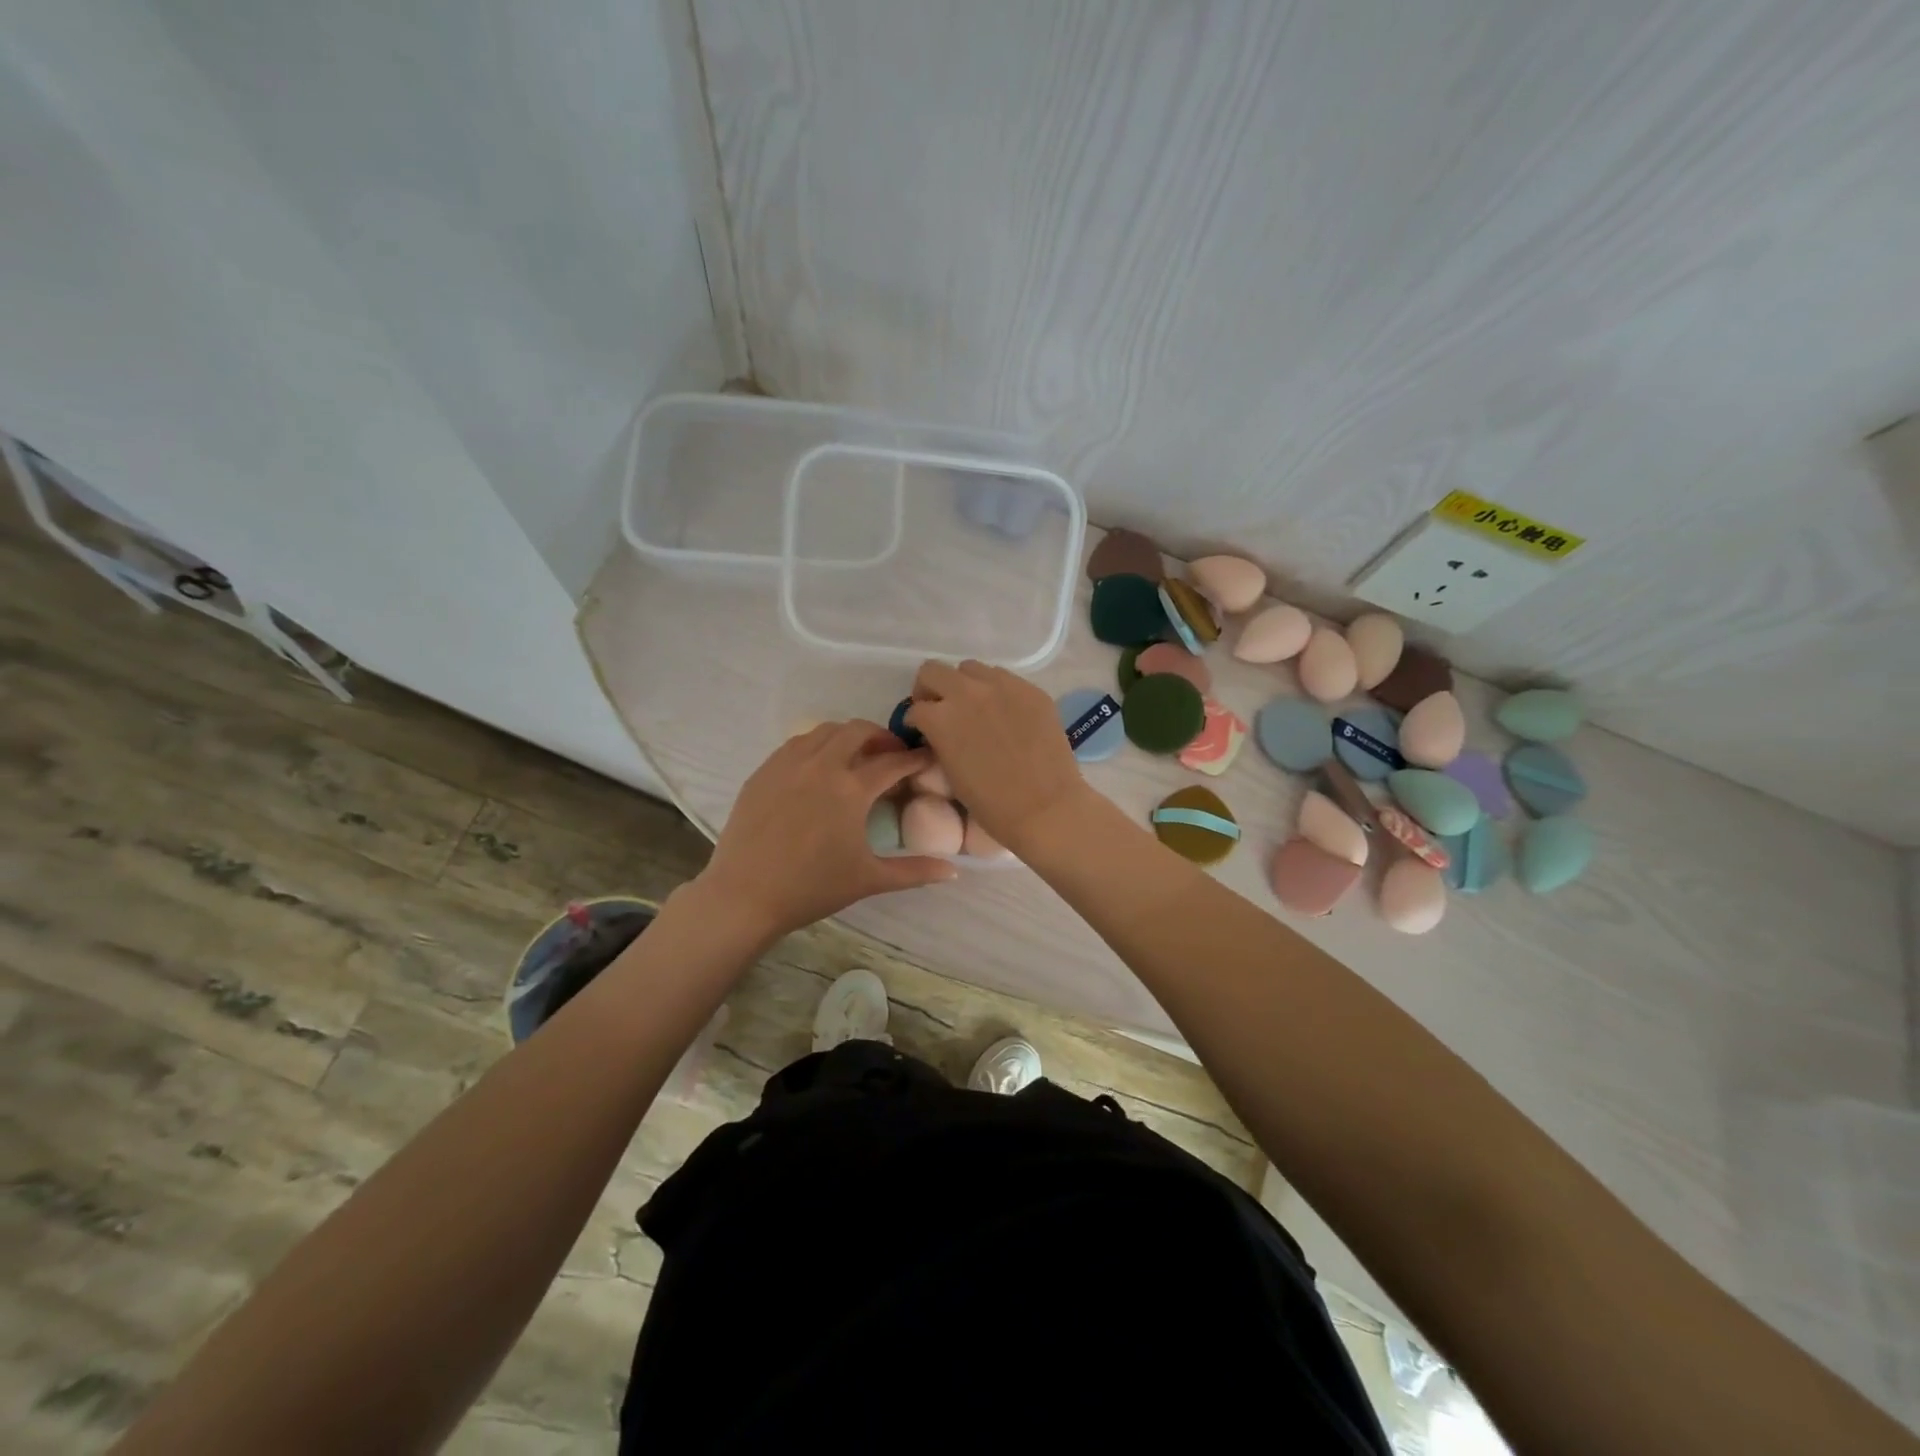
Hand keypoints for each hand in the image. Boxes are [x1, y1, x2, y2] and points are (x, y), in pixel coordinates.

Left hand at [695, 720, 957, 938]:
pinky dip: (816, 746)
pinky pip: (796, 744)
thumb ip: (914, 871)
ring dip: (847, 736)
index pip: (893, 762)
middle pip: (858, 731)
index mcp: (851, 789)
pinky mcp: (764, 771)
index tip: (927, 758)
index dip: (915, 758)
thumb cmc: (812, 888)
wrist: (745, 895)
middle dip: (881, 736)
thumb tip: (954, 871)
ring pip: (824, 731)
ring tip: (856, 755)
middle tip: (891, 754)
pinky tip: (818, 766)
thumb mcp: (869, 879)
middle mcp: (822, 765)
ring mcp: (788, 764)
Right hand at [904, 661, 1088, 851]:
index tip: (922, 731)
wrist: (1045, 807)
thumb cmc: (991, 803)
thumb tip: (938, 731)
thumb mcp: (950, 771)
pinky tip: (1004, 713)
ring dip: (964, 685)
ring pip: (970, 668)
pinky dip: (996, 690)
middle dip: (930, 689)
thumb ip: (939, 740)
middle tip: (939, 708)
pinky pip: (1004, 678)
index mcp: (940, 718)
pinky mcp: (1030, 689)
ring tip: (974, 707)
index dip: (915, 721)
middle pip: (933, 671)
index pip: (915, 707)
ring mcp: (1002, 686)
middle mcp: (966, 692)